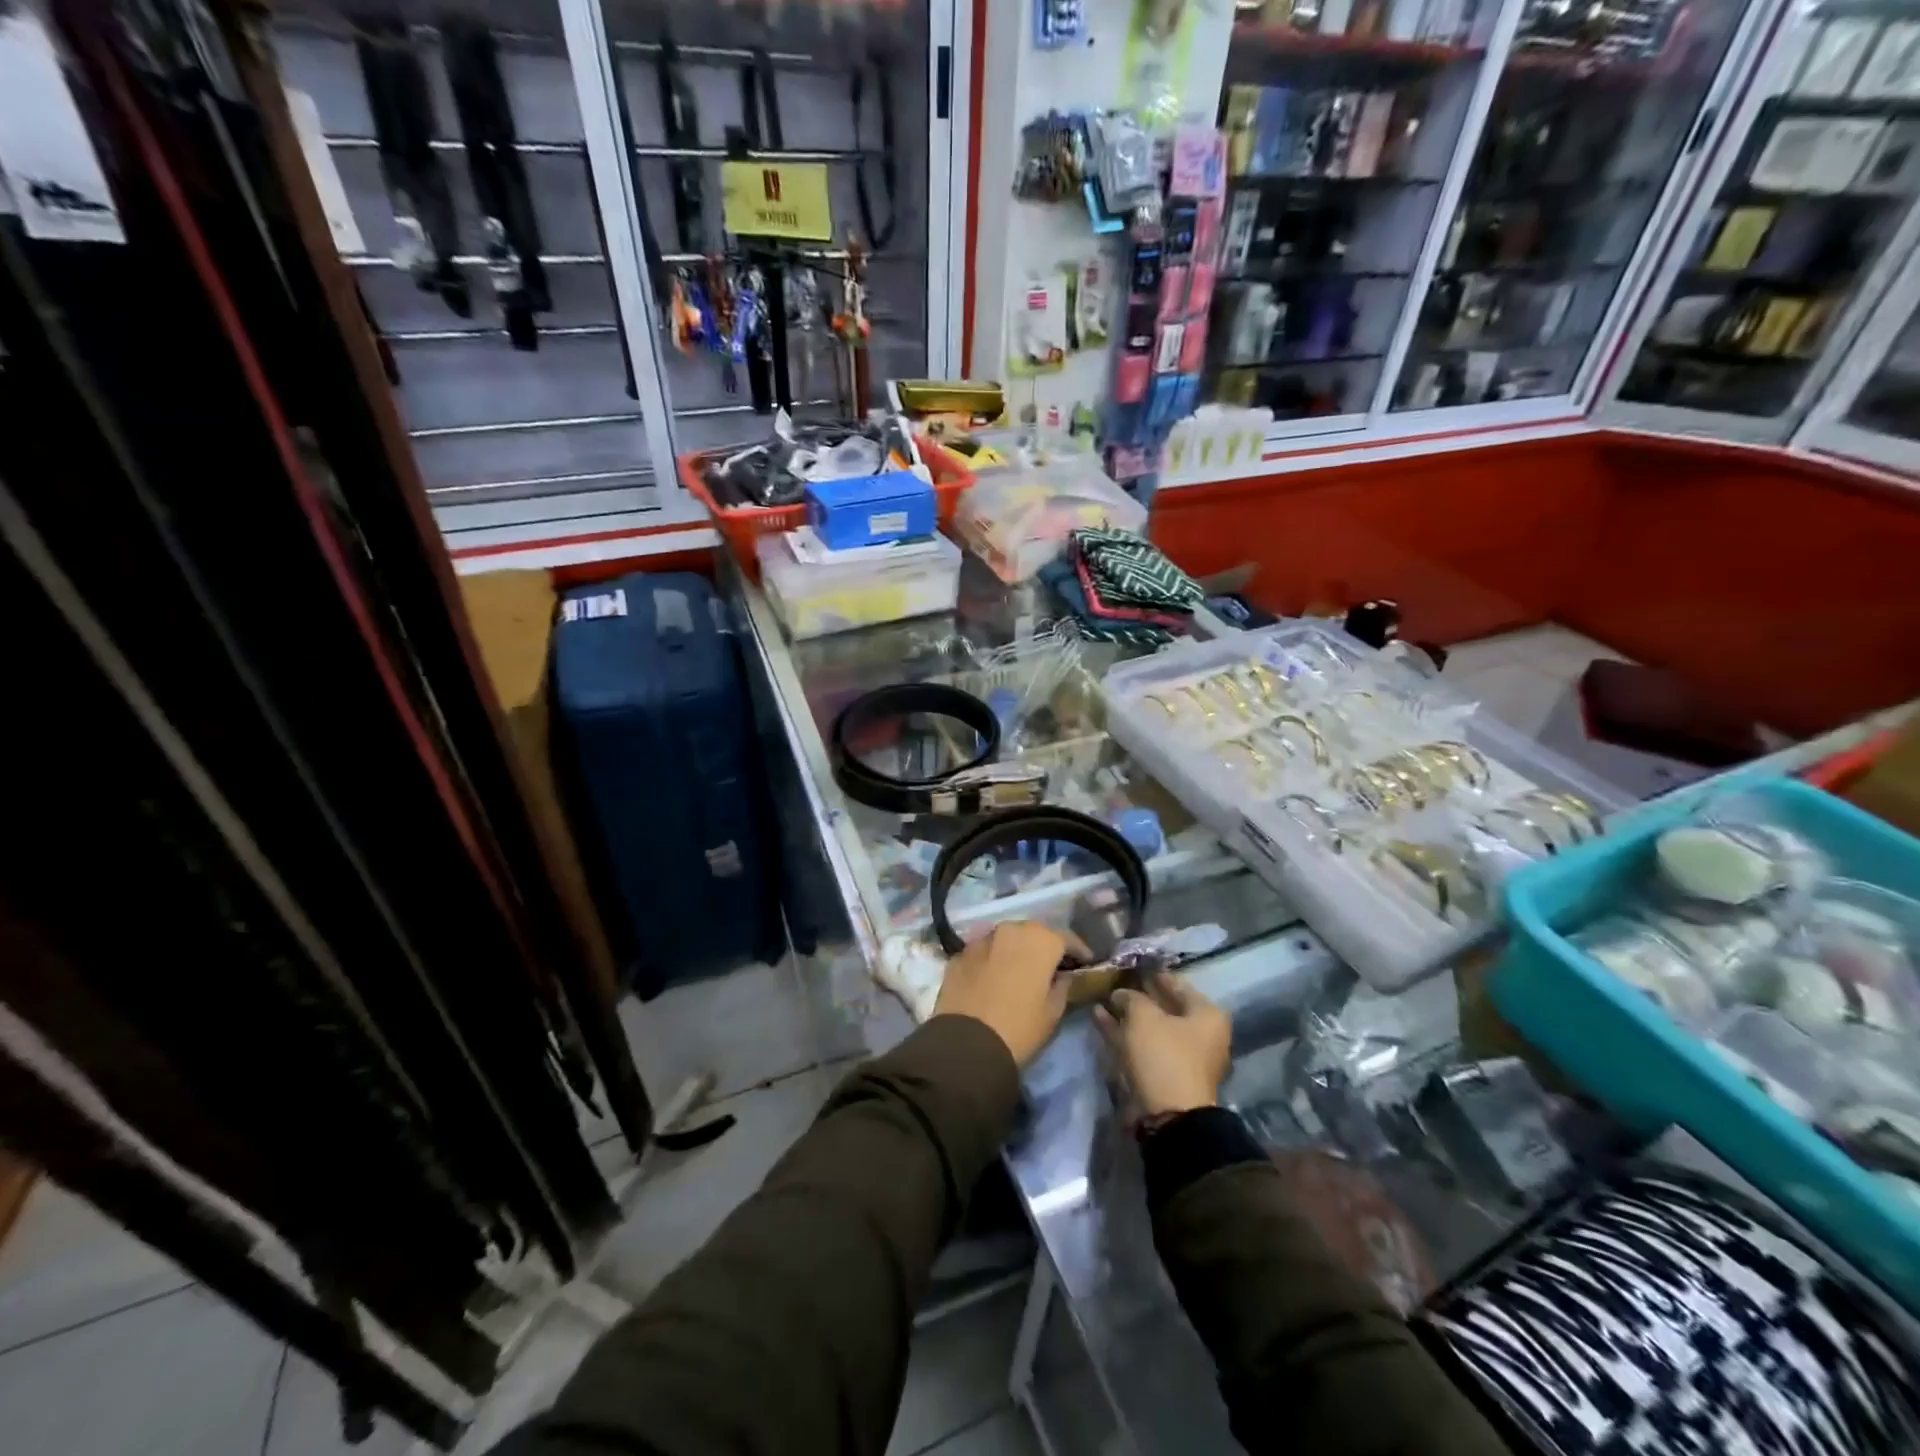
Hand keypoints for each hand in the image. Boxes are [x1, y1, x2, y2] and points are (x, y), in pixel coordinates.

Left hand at [934, 921, 1084, 1066]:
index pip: (1067, 938)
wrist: (966, 1044)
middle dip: (1044, 947)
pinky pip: (983, 952)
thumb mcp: (1053, 1012)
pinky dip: (992, 960)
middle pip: (1034, 933)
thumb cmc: (1020, 1027)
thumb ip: (1063, 986)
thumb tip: (1063, 976)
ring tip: (1020, 971)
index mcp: (1040, 940)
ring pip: (1006, 939)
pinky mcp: (959, 954)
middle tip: (1051, 966)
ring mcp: (981, 939)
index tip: (1085, 963)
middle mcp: (1010, 929)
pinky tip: (993, 979)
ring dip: (1015, 951)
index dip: (1078, 951)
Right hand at [1093, 973, 1231, 1117]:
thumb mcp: (1144, 1016)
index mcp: (1206, 1016)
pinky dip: (1122, 1032)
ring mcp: (1180, 1056)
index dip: (1154, 972)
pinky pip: (1141, 1044)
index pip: (1178, 984)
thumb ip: (1130, 998)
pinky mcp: (1162, 1073)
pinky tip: (1099, 1017)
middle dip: (1138, 994)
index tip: (1133, 961)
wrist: (1168, 1116)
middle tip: (1115, 978)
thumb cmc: (1164, 1055)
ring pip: (1149, 1027)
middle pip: (1164, 1006)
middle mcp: (1199, 1034)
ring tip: (1101, 997)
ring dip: (1126, 1013)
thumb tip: (1121, 994)